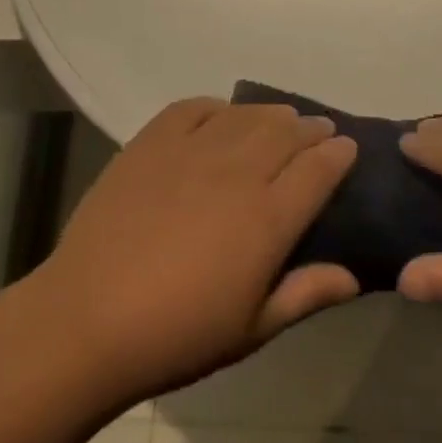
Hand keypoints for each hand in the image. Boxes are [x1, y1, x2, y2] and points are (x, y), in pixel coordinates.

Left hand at [34, 98, 358, 403]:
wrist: (88, 318)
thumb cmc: (177, 335)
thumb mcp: (252, 329)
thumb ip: (305, 295)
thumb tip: (353, 276)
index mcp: (268, 218)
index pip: (319, 169)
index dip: (339, 153)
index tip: (348, 147)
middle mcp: (237, 171)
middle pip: (287, 132)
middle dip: (311, 128)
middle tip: (319, 131)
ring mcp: (192, 150)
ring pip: (246, 115)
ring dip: (272, 114)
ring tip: (281, 119)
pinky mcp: (152, 141)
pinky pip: (194, 107)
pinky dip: (218, 107)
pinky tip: (222, 115)